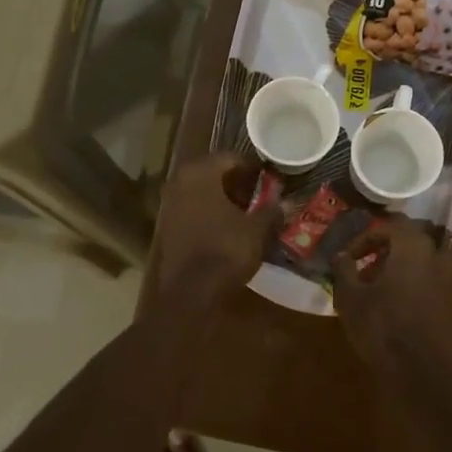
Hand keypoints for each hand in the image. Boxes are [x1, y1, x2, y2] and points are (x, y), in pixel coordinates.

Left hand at [152, 152, 279, 305]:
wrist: (189, 292)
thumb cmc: (225, 251)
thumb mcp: (256, 230)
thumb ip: (271, 211)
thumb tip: (286, 203)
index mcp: (200, 173)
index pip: (231, 158)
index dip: (253, 170)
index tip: (270, 183)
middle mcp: (179, 182)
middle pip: (213, 174)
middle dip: (237, 184)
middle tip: (259, 198)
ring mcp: (168, 204)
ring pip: (201, 192)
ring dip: (223, 199)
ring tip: (246, 215)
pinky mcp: (165, 227)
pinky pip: (192, 210)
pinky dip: (210, 214)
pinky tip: (227, 229)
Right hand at [330, 221, 451, 369]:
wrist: (434, 371)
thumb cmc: (387, 327)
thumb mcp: (352, 299)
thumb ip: (344, 271)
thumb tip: (340, 256)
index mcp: (413, 245)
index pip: (390, 226)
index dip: (366, 238)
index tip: (349, 258)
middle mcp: (437, 255)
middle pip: (415, 239)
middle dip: (391, 249)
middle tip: (369, 269)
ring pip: (428, 261)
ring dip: (406, 268)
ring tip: (384, 290)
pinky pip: (436, 283)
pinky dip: (419, 286)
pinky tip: (402, 309)